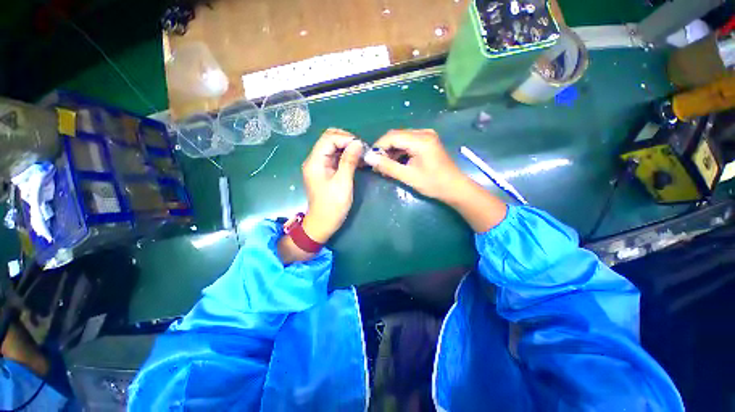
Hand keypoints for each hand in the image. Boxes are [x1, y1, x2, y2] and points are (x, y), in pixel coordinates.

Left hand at [301, 128, 363, 242]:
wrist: (323, 223)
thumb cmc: (332, 205)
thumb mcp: (343, 183)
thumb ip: (349, 161)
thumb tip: (358, 143)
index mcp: (315, 162)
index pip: (329, 138)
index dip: (346, 138)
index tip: (361, 146)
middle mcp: (315, 160)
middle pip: (329, 139)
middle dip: (346, 140)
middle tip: (362, 149)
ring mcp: (320, 165)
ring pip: (333, 147)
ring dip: (348, 148)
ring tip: (362, 154)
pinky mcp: (325, 171)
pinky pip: (335, 157)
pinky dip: (346, 156)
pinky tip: (357, 160)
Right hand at [369, 129, 468, 202]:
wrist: (454, 188)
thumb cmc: (433, 184)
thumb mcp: (408, 176)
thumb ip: (387, 166)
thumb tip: (368, 158)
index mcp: (420, 140)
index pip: (392, 136)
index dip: (378, 146)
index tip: (370, 159)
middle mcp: (423, 133)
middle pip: (396, 136)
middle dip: (384, 150)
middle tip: (377, 165)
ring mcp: (426, 136)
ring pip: (401, 140)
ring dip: (391, 152)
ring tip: (385, 167)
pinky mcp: (427, 142)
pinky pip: (408, 143)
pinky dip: (399, 152)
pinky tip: (395, 164)